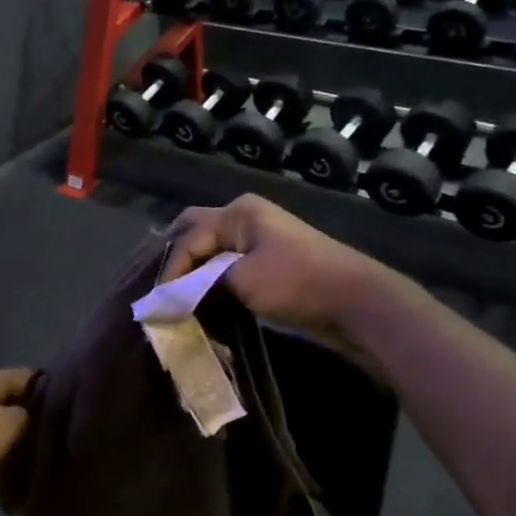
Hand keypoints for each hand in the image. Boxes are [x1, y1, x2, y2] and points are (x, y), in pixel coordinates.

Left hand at [0, 369, 34, 503]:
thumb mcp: (5, 430)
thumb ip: (23, 416)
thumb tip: (26, 412)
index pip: (24, 375)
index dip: (44, 389)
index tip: (60, 408)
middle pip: (2, 392)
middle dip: (21, 408)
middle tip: (40, 431)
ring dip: (0, 423)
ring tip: (17, 445)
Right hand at [163, 195, 390, 345]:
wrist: (356, 302)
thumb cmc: (297, 281)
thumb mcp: (242, 279)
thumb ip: (202, 281)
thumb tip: (173, 294)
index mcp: (238, 213)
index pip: (189, 238)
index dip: (171, 269)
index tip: (159, 301)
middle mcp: (244, 219)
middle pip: (196, 233)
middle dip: (176, 260)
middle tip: (160, 289)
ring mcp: (258, 241)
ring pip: (211, 252)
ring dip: (193, 273)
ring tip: (174, 297)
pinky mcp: (267, 265)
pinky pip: (228, 268)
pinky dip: (211, 282)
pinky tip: (201, 301)